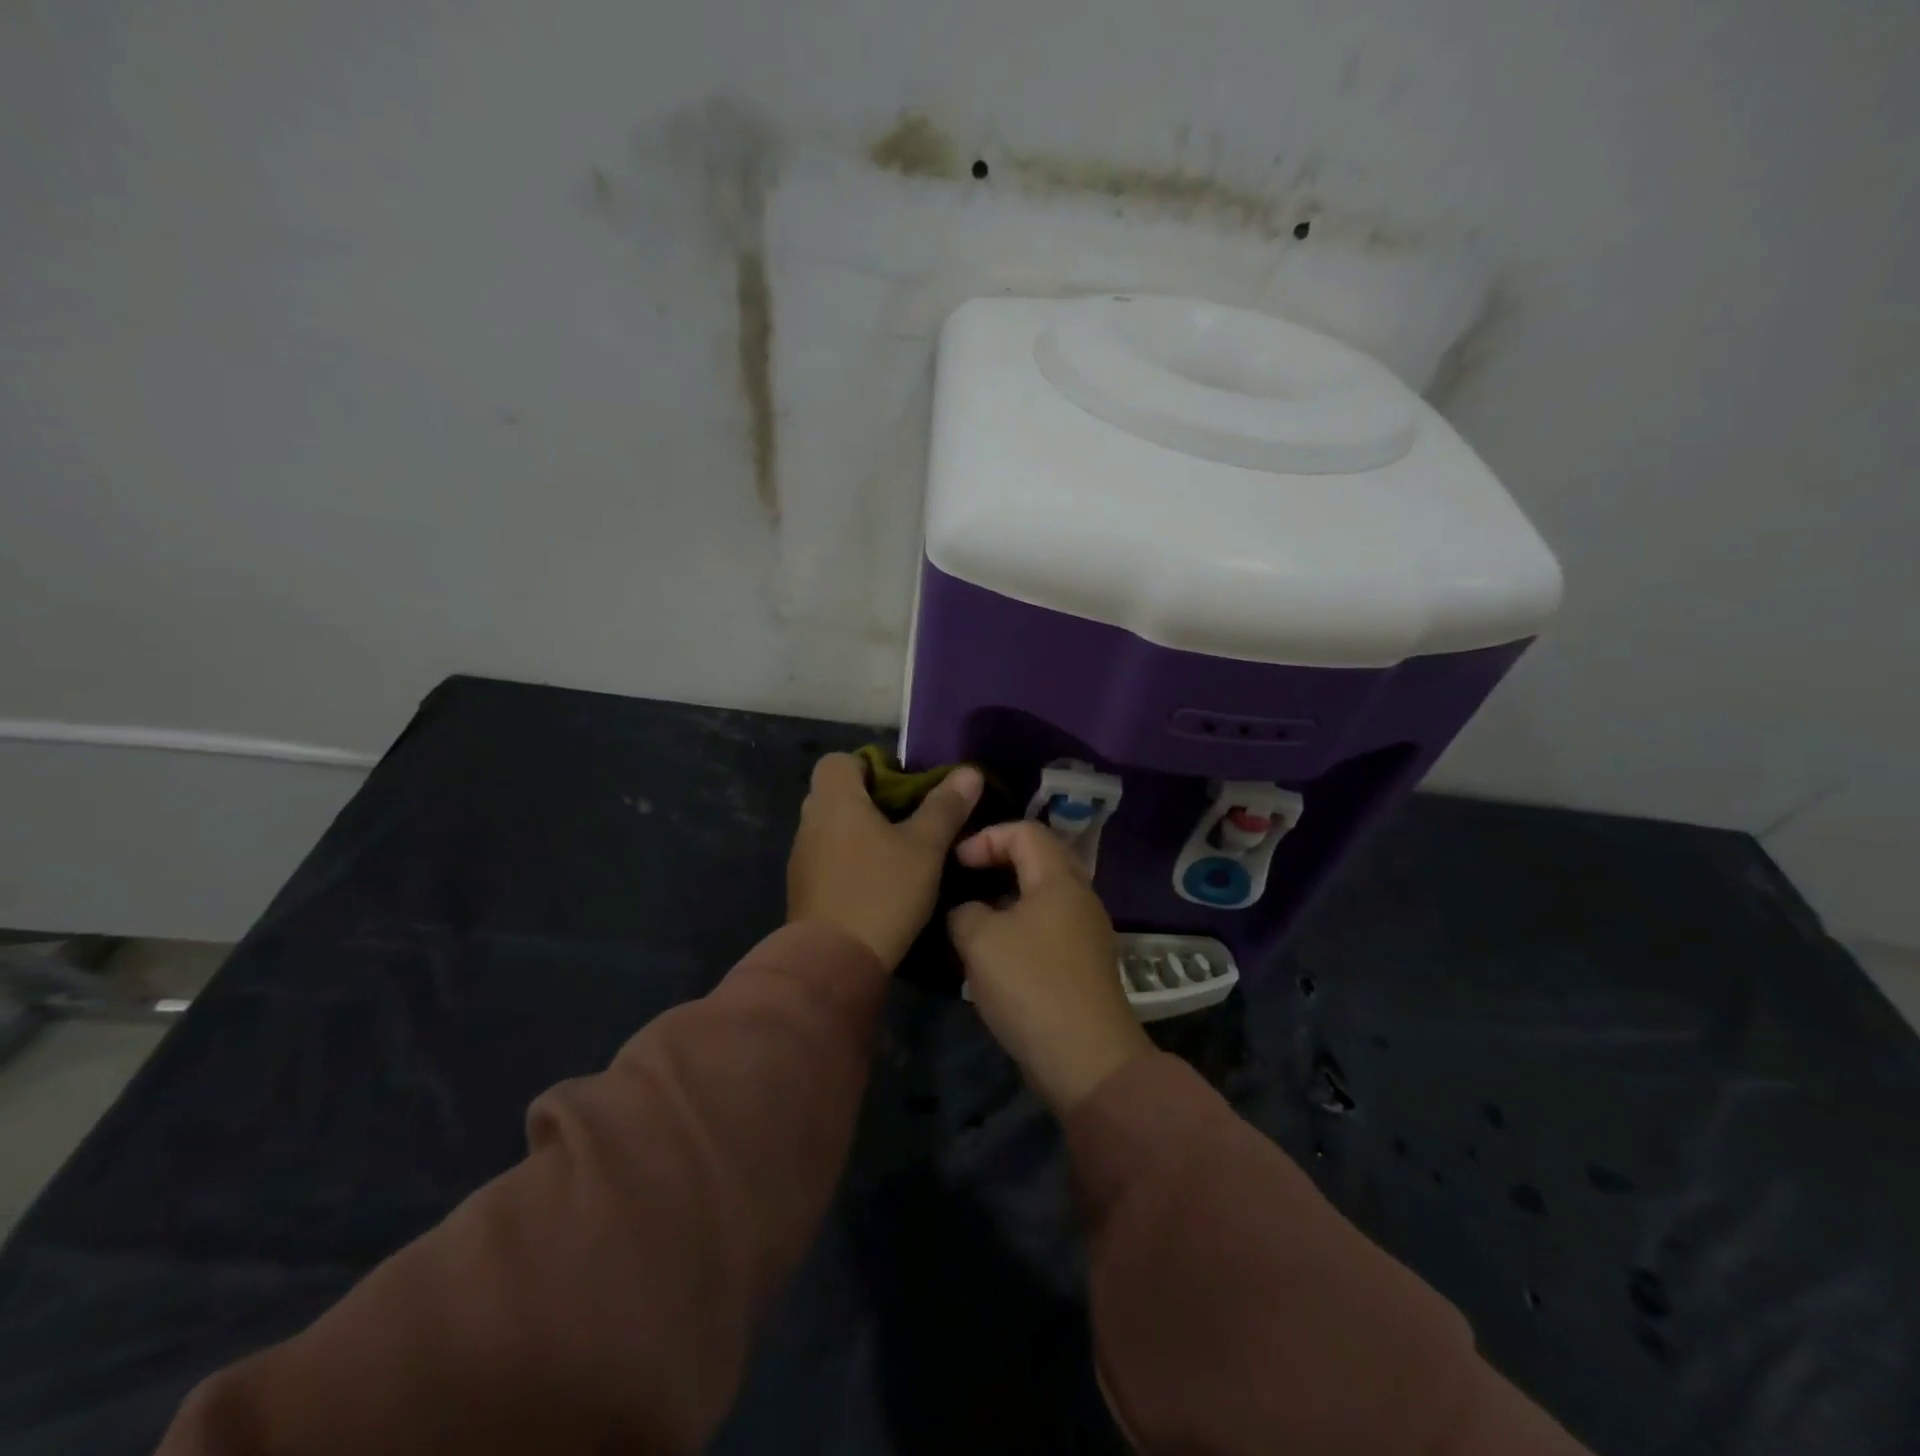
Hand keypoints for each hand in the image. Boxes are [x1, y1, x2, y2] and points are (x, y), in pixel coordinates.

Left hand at [787, 754, 983, 970]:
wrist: (833, 962)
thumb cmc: (881, 892)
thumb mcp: (925, 848)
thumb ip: (945, 807)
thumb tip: (968, 772)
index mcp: (835, 800)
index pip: (840, 760)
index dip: (872, 766)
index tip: (904, 788)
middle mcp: (811, 820)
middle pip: (839, 793)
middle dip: (873, 801)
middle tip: (911, 820)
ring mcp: (802, 856)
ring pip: (834, 827)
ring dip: (862, 833)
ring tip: (901, 852)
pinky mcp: (804, 888)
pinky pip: (829, 857)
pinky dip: (851, 860)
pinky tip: (881, 882)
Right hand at [947, 821, 1151, 1113]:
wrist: (1087, 1060)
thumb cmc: (1031, 985)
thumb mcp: (980, 940)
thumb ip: (964, 912)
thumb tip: (967, 912)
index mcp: (1060, 880)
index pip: (1025, 831)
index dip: (986, 838)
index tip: (956, 863)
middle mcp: (1080, 897)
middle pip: (1038, 859)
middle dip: (997, 863)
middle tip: (965, 880)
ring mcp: (1087, 932)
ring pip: (1042, 896)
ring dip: (1006, 899)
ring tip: (972, 919)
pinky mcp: (1084, 963)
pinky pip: (1048, 927)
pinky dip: (1019, 927)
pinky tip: (994, 954)